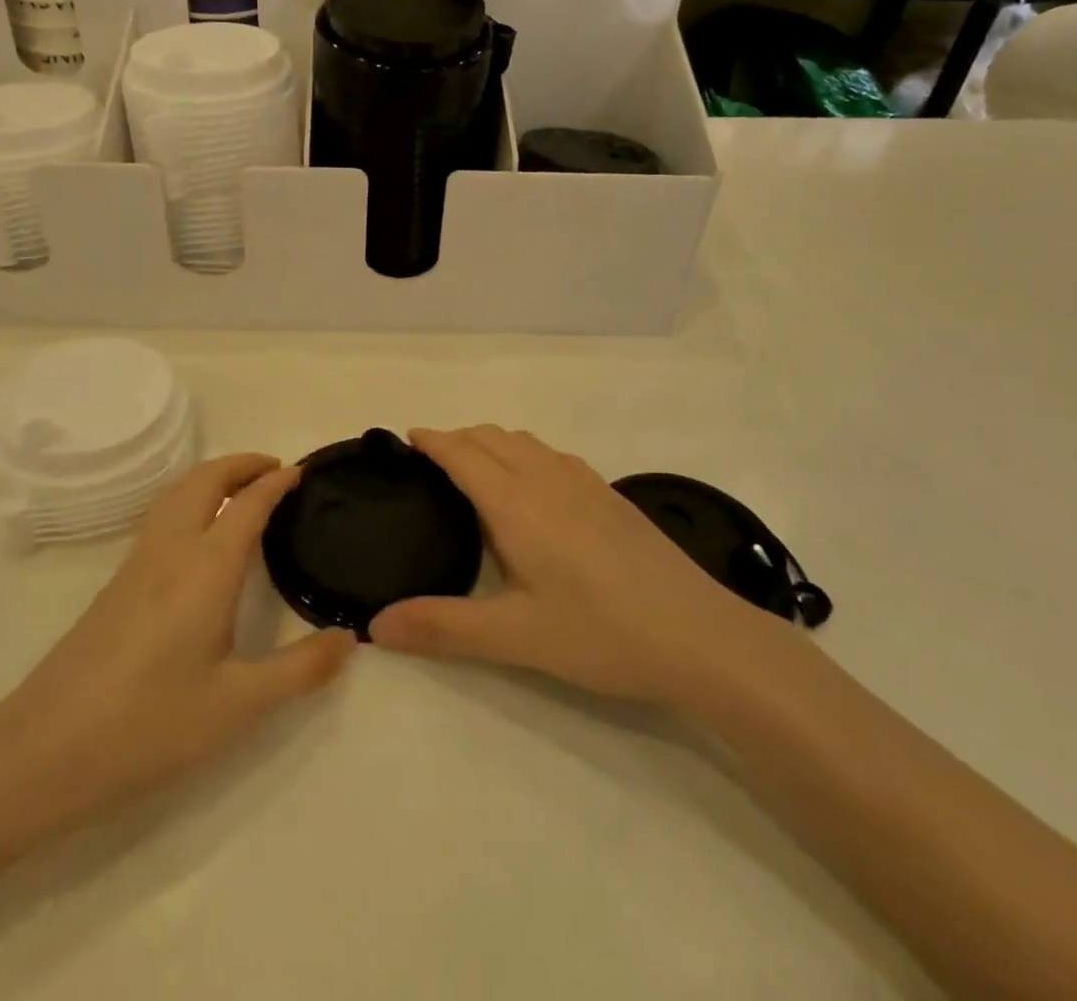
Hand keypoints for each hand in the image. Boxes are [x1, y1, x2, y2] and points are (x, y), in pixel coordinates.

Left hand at [0, 454, 355, 834]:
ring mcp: (137, 564)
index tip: (301, 473)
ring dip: (212, 477)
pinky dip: (189, 500)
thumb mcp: (238, 705)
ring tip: (240, 491)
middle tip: (275, 470)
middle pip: (204, 479)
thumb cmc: (149, 724)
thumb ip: (300, 669)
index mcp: (205, 567)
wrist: (44, 751)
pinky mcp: (116, 584)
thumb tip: (350, 639)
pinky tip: (198, 536)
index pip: (247, 503)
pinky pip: (161, 516)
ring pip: (176, 493)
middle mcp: (171, 550)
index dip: (276, 482)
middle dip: (241, 464)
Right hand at [370, 427, 792, 711]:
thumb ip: (443, 628)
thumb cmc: (602, 633)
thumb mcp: (516, 638)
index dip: (431, 440)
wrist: (702, 637)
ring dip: (492, 443)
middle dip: (456, 439)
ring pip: (525, 442)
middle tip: (430, 463)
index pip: (462, 453)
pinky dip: (524, 454)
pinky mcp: (611, 495)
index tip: (406, 438)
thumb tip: (375, 625)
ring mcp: (585, 482)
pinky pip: (552, 455)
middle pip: (491, 437)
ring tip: (475, 470)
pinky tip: (534, 490)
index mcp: (516, 502)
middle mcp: (547, 478)